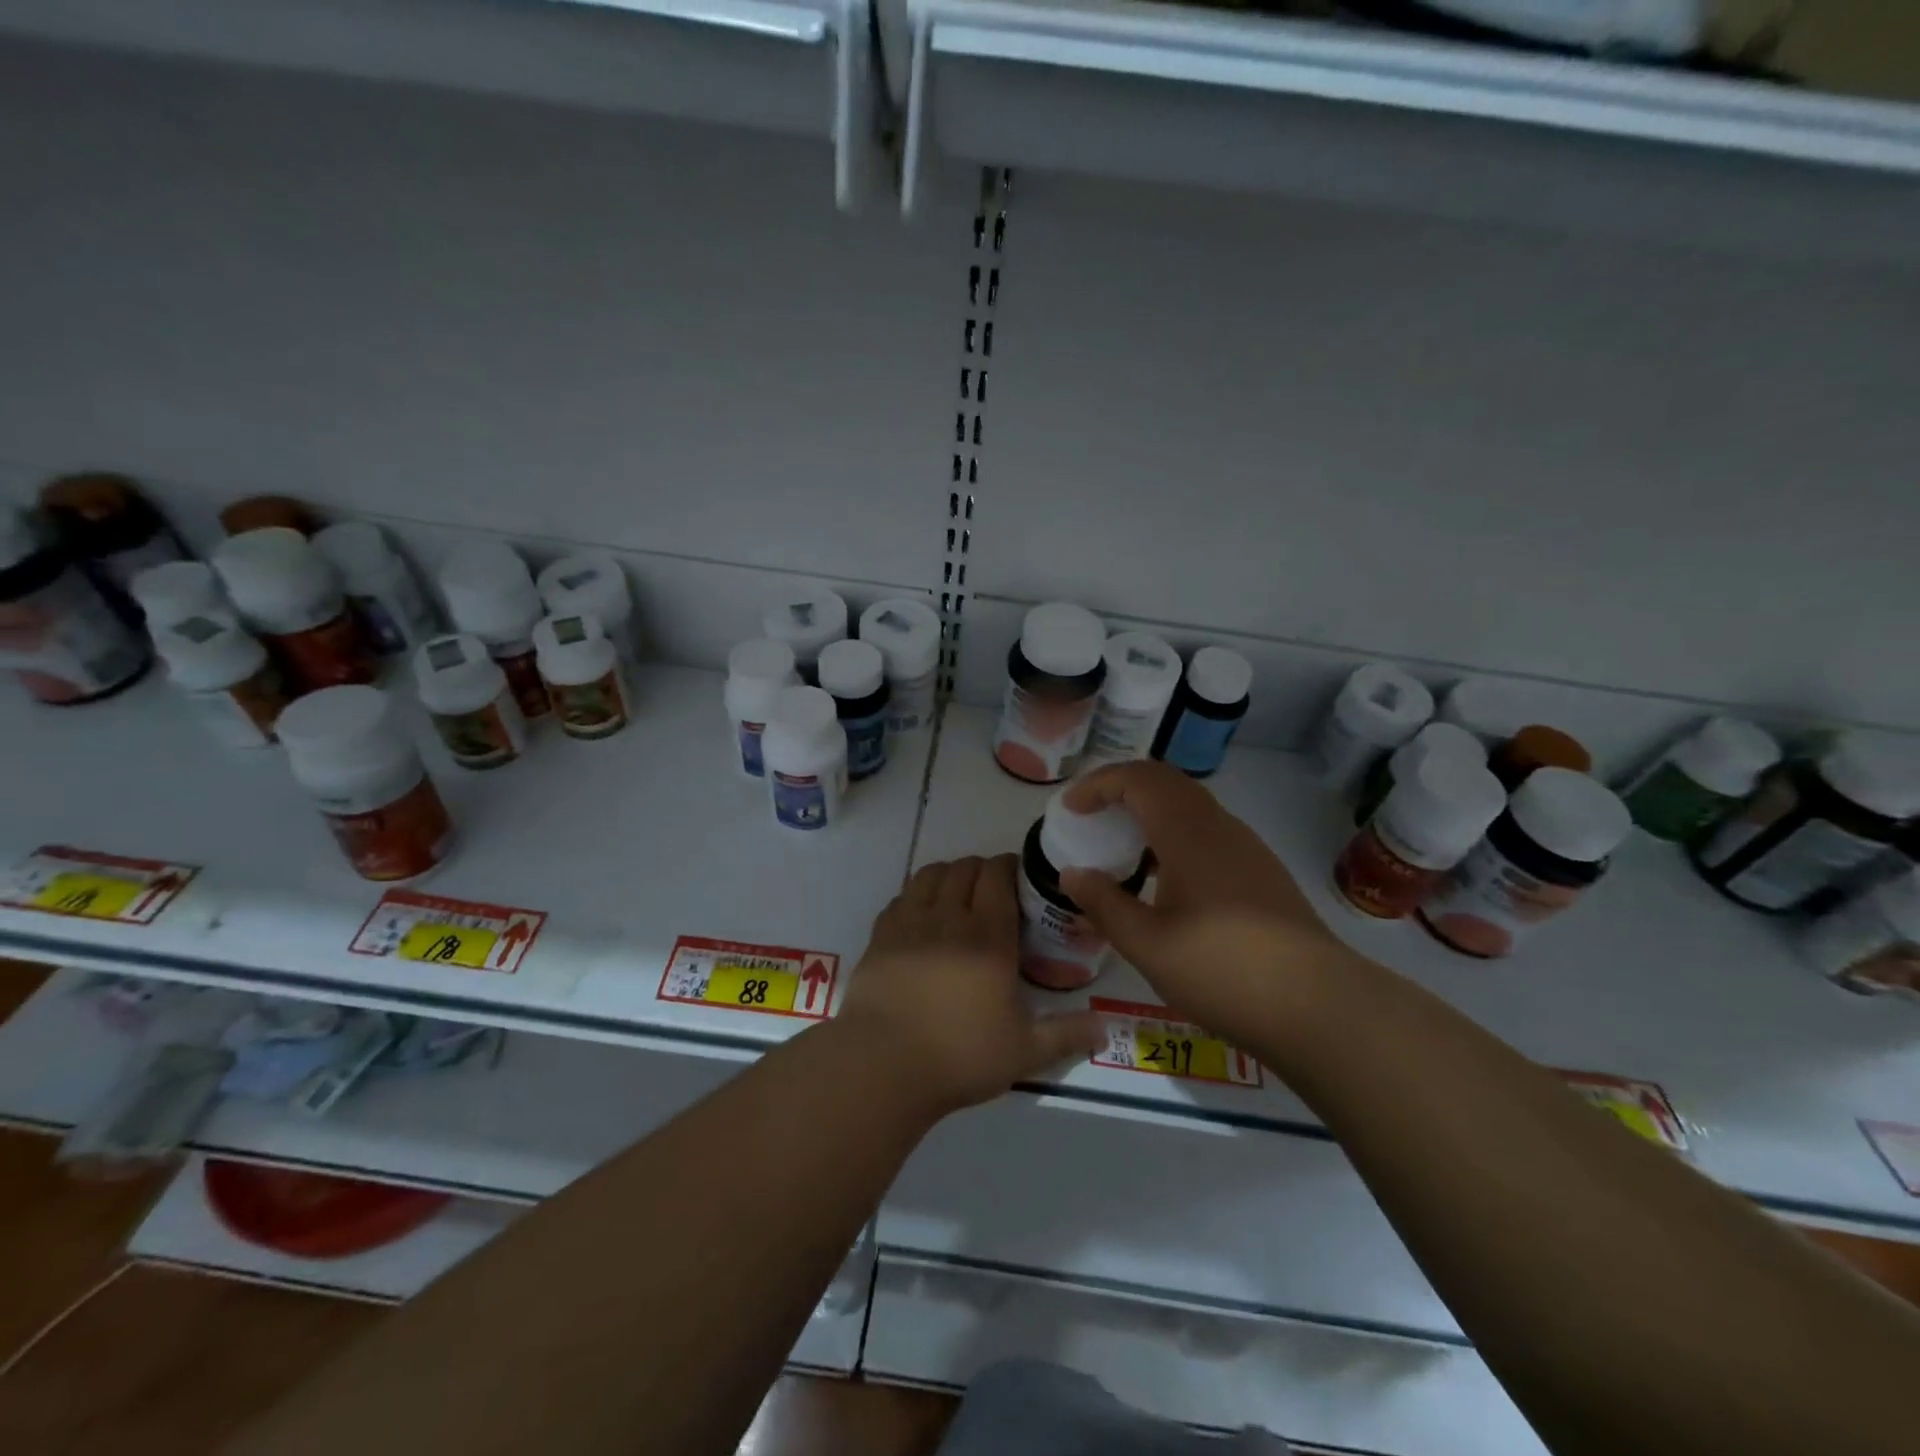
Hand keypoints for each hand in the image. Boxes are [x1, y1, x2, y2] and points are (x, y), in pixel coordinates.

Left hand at [838, 855, 1104, 1116]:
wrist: (882, 1065)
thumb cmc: (959, 1056)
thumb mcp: (1024, 1052)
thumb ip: (1066, 1035)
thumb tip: (1105, 1029)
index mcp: (988, 937)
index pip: (997, 876)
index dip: (1009, 867)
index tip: (1018, 879)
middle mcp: (949, 918)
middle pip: (964, 868)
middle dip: (982, 870)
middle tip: (992, 892)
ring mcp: (909, 923)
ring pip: (930, 874)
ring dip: (948, 875)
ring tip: (957, 897)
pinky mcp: (880, 936)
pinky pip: (901, 897)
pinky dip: (916, 896)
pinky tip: (921, 918)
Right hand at [1060, 762, 1357, 1047]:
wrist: (1319, 1006)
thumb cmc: (1223, 970)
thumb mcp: (1147, 945)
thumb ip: (1104, 904)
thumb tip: (1072, 873)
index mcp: (1188, 834)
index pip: (1138, 779)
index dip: (1098, 785)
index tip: (1071, 809)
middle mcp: (1220, 828)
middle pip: (1166, 782)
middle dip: (1122, 788)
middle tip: (1091, 815)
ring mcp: (1247, 848)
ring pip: (1190, 805)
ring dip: (1150, 810)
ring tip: (1122, 845)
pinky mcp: (1262, 872)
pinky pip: (1207, 831)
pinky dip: (1173, 833)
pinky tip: (1165, 879)